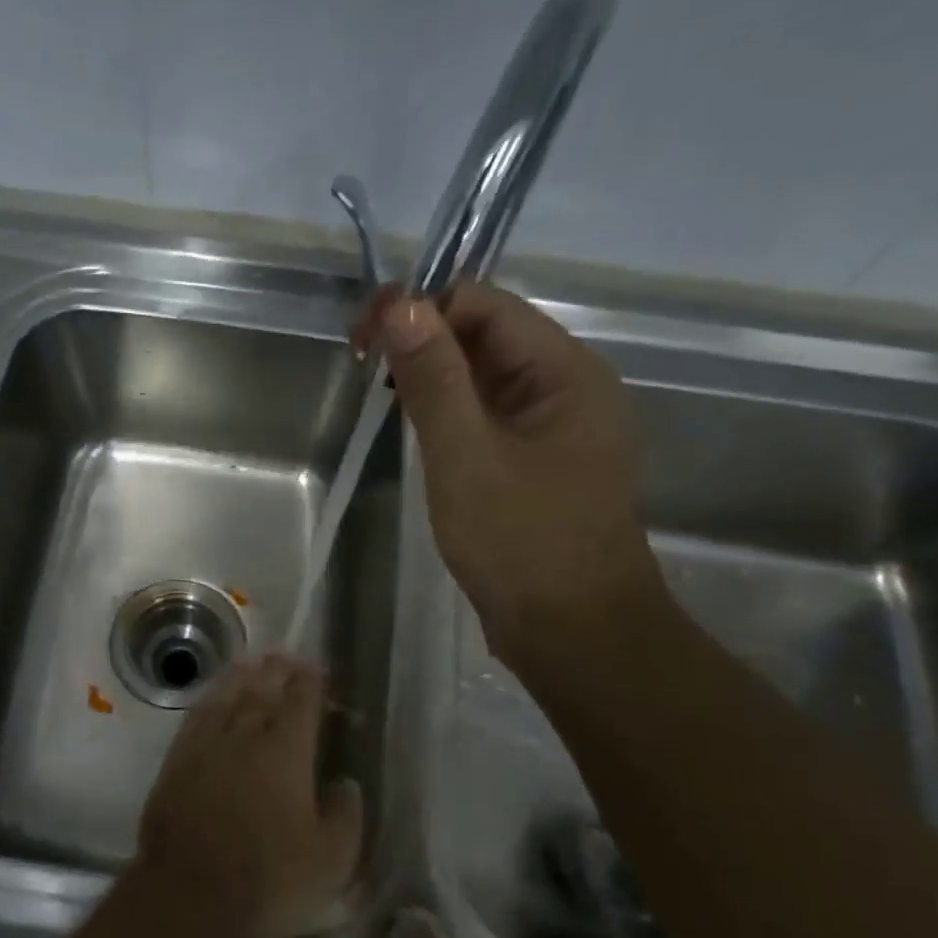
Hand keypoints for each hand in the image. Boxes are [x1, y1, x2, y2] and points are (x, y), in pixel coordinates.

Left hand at [135, 655, 363, 937]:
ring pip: (227, 696)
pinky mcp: (177, 760)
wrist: (190, 897)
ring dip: (243, 675)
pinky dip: (210, 698)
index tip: (319, 671)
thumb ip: (346, 815)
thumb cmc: (269, 881)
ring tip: (254, 662)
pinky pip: (197, 716)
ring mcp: (206, 745)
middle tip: (288, 659)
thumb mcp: (331, 861)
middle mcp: (245, 735)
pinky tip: (214, 696)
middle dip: (278, 670)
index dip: (312, 681)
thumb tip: (346, 783)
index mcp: (287, 752)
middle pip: (263, 689)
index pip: (301, 701)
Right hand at [355, 281, 663, 671]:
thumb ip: (433, 378)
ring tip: (380, 393)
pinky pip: (488, 418)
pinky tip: (416, 430)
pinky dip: (449, 413)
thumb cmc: (522, 542)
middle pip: (487, 336)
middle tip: (362, 365)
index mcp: (565, 372)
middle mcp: (566, 388)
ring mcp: (553, 429)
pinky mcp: (536, 464)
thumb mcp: (466, 455)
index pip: (485, 305)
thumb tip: (400, 304)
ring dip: (433, 376)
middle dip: (423, 339)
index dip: (421, 307)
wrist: (574, 634)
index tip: (362, 338)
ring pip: (485, 379)